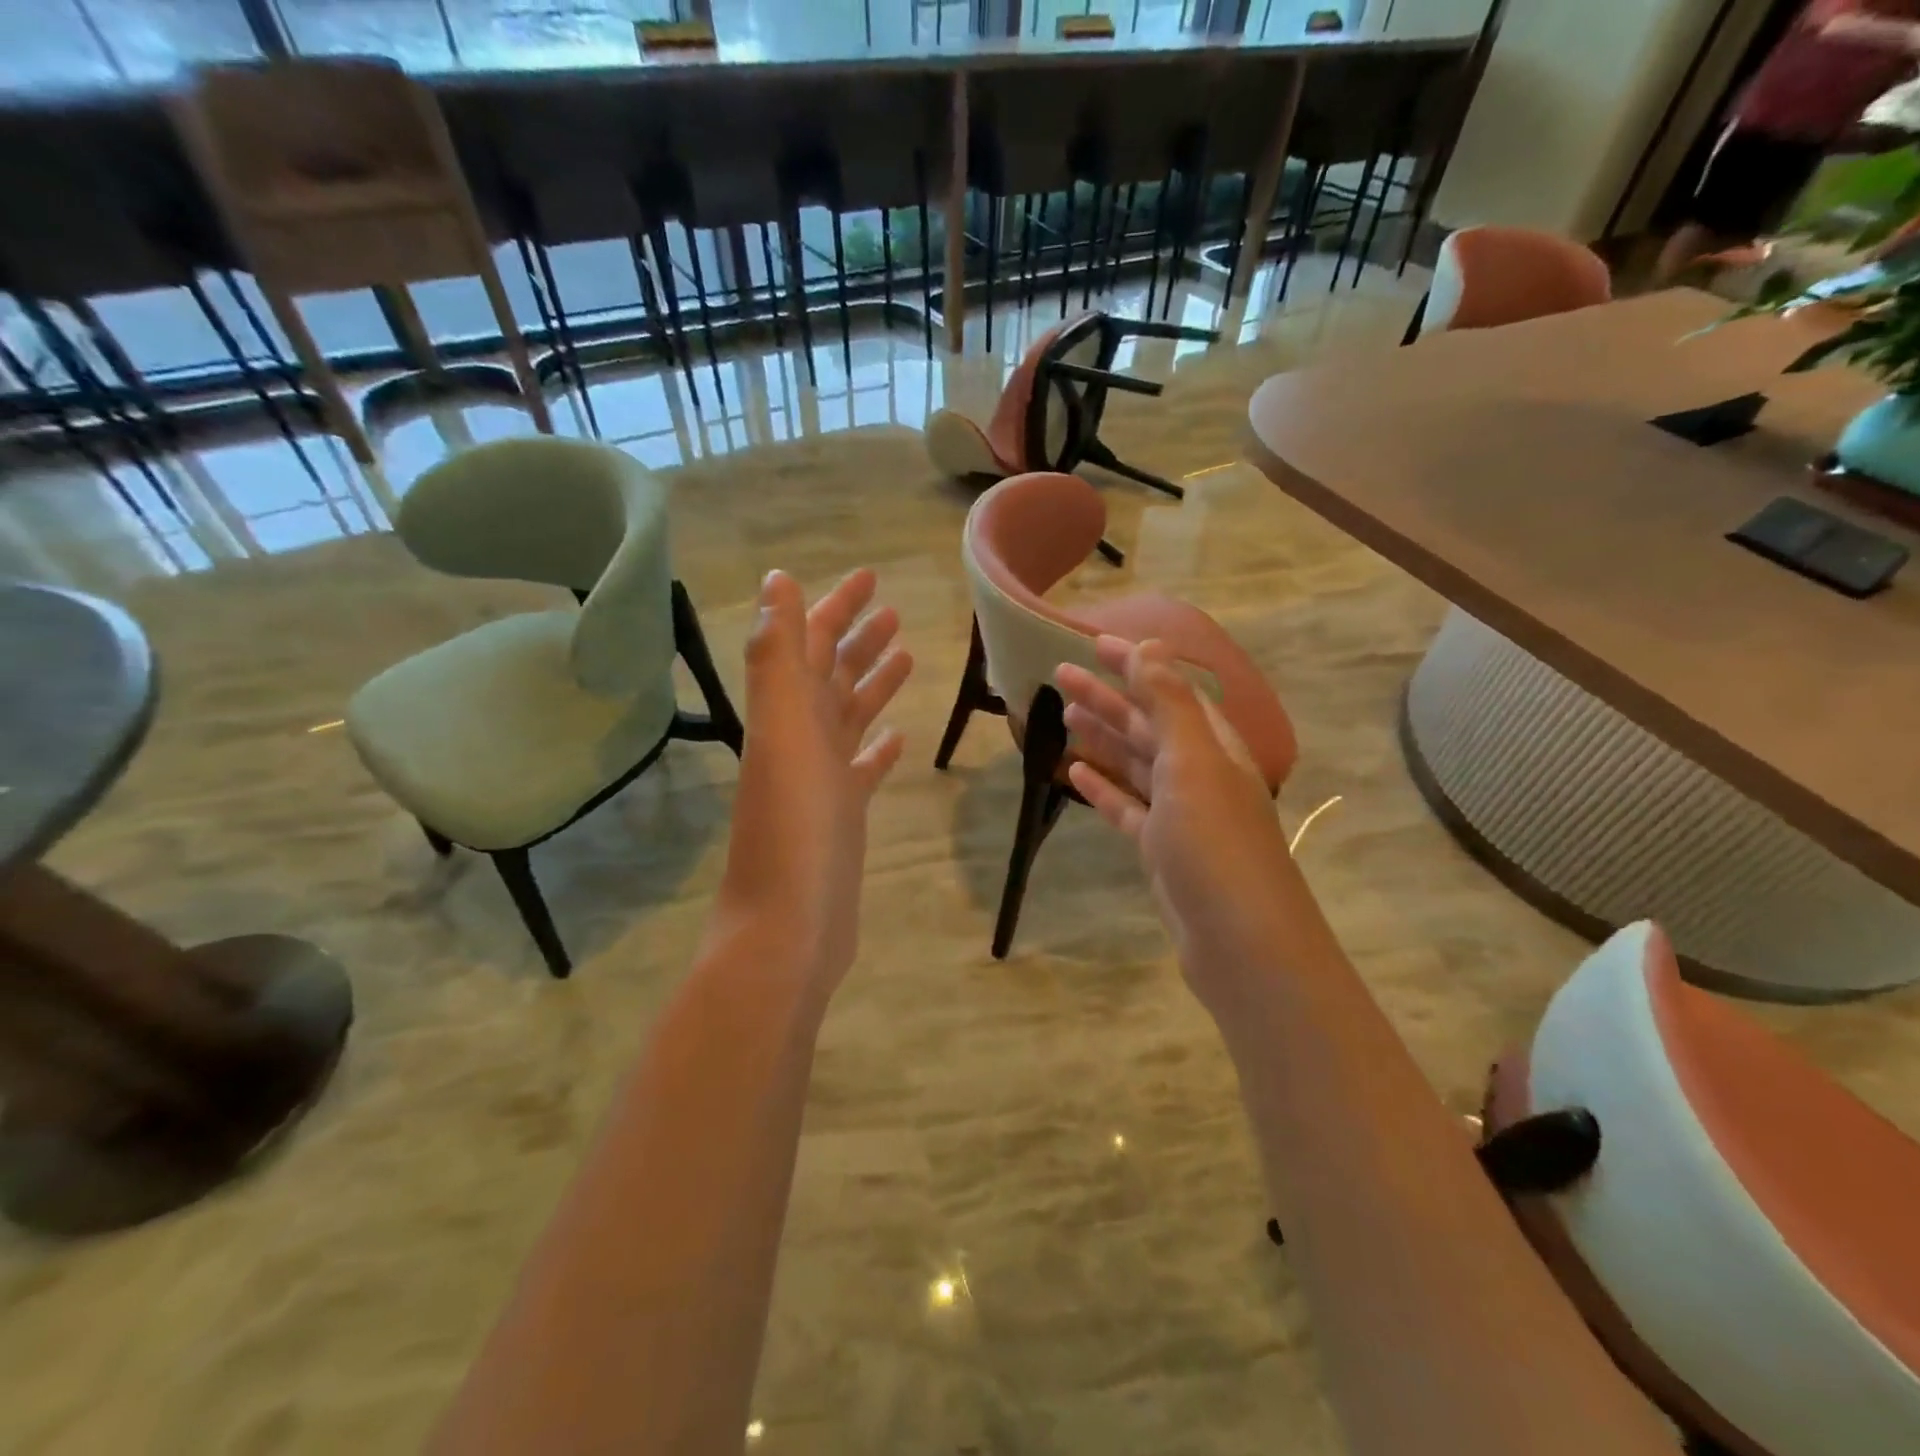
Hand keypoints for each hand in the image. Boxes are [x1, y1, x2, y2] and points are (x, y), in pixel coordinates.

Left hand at [715, 568, 912, 998]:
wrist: (789, 927)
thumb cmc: (794, 828)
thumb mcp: (784, 731)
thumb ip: (777, 657)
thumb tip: (777, 581)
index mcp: (787, 713)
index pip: (811, 642)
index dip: (837, 606)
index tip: (872, 577)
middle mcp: (801, 738)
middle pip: (831, 674)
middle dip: (858, 637)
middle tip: (894, 609)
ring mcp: (822, 779)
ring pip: (849, 716)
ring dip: (872, 683)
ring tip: (906, 655)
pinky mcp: (842, 815)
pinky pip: (862, 769)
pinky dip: (877, 747)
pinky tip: (898, 738)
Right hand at [1056, 636, 1295, 1012]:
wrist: (1241, 943)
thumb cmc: (1215, 844)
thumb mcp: (1193, 765)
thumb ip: (1170, 705)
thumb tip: (1152, 647)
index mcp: (1212, 746)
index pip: (1170, 690)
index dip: (1135, 664)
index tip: (1093, 643)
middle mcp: (1199, 773)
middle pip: (1147, 724)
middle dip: (1108, 697)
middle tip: (1061, 675)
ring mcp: (1180, 814)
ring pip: (1135, 763)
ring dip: (1104, 737)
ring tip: (1064, 714)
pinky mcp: (1162, 849)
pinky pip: (1127, 807)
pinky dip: (1104, 787)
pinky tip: (1076, 773)